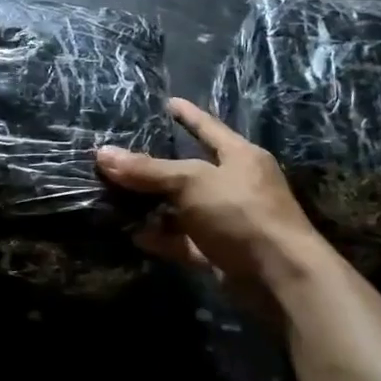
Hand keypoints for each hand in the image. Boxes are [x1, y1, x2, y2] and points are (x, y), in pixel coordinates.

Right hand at [97, 98, 323, 297]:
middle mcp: (234, 186)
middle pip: (188, 171)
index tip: (167, 102)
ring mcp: (226, 221)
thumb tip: (102, 154)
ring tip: (114, 197)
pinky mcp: (218, 252)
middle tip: (119, 157)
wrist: (278, 277)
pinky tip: (132, 235)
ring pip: (181, 208)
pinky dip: (160, 238)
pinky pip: (182, 240)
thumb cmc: (241, 213)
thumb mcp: (192, 182)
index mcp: (240, 157)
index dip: (188, 115)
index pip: (208, 128)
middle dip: (154, 168)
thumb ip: (148, 169)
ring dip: (152, 206)